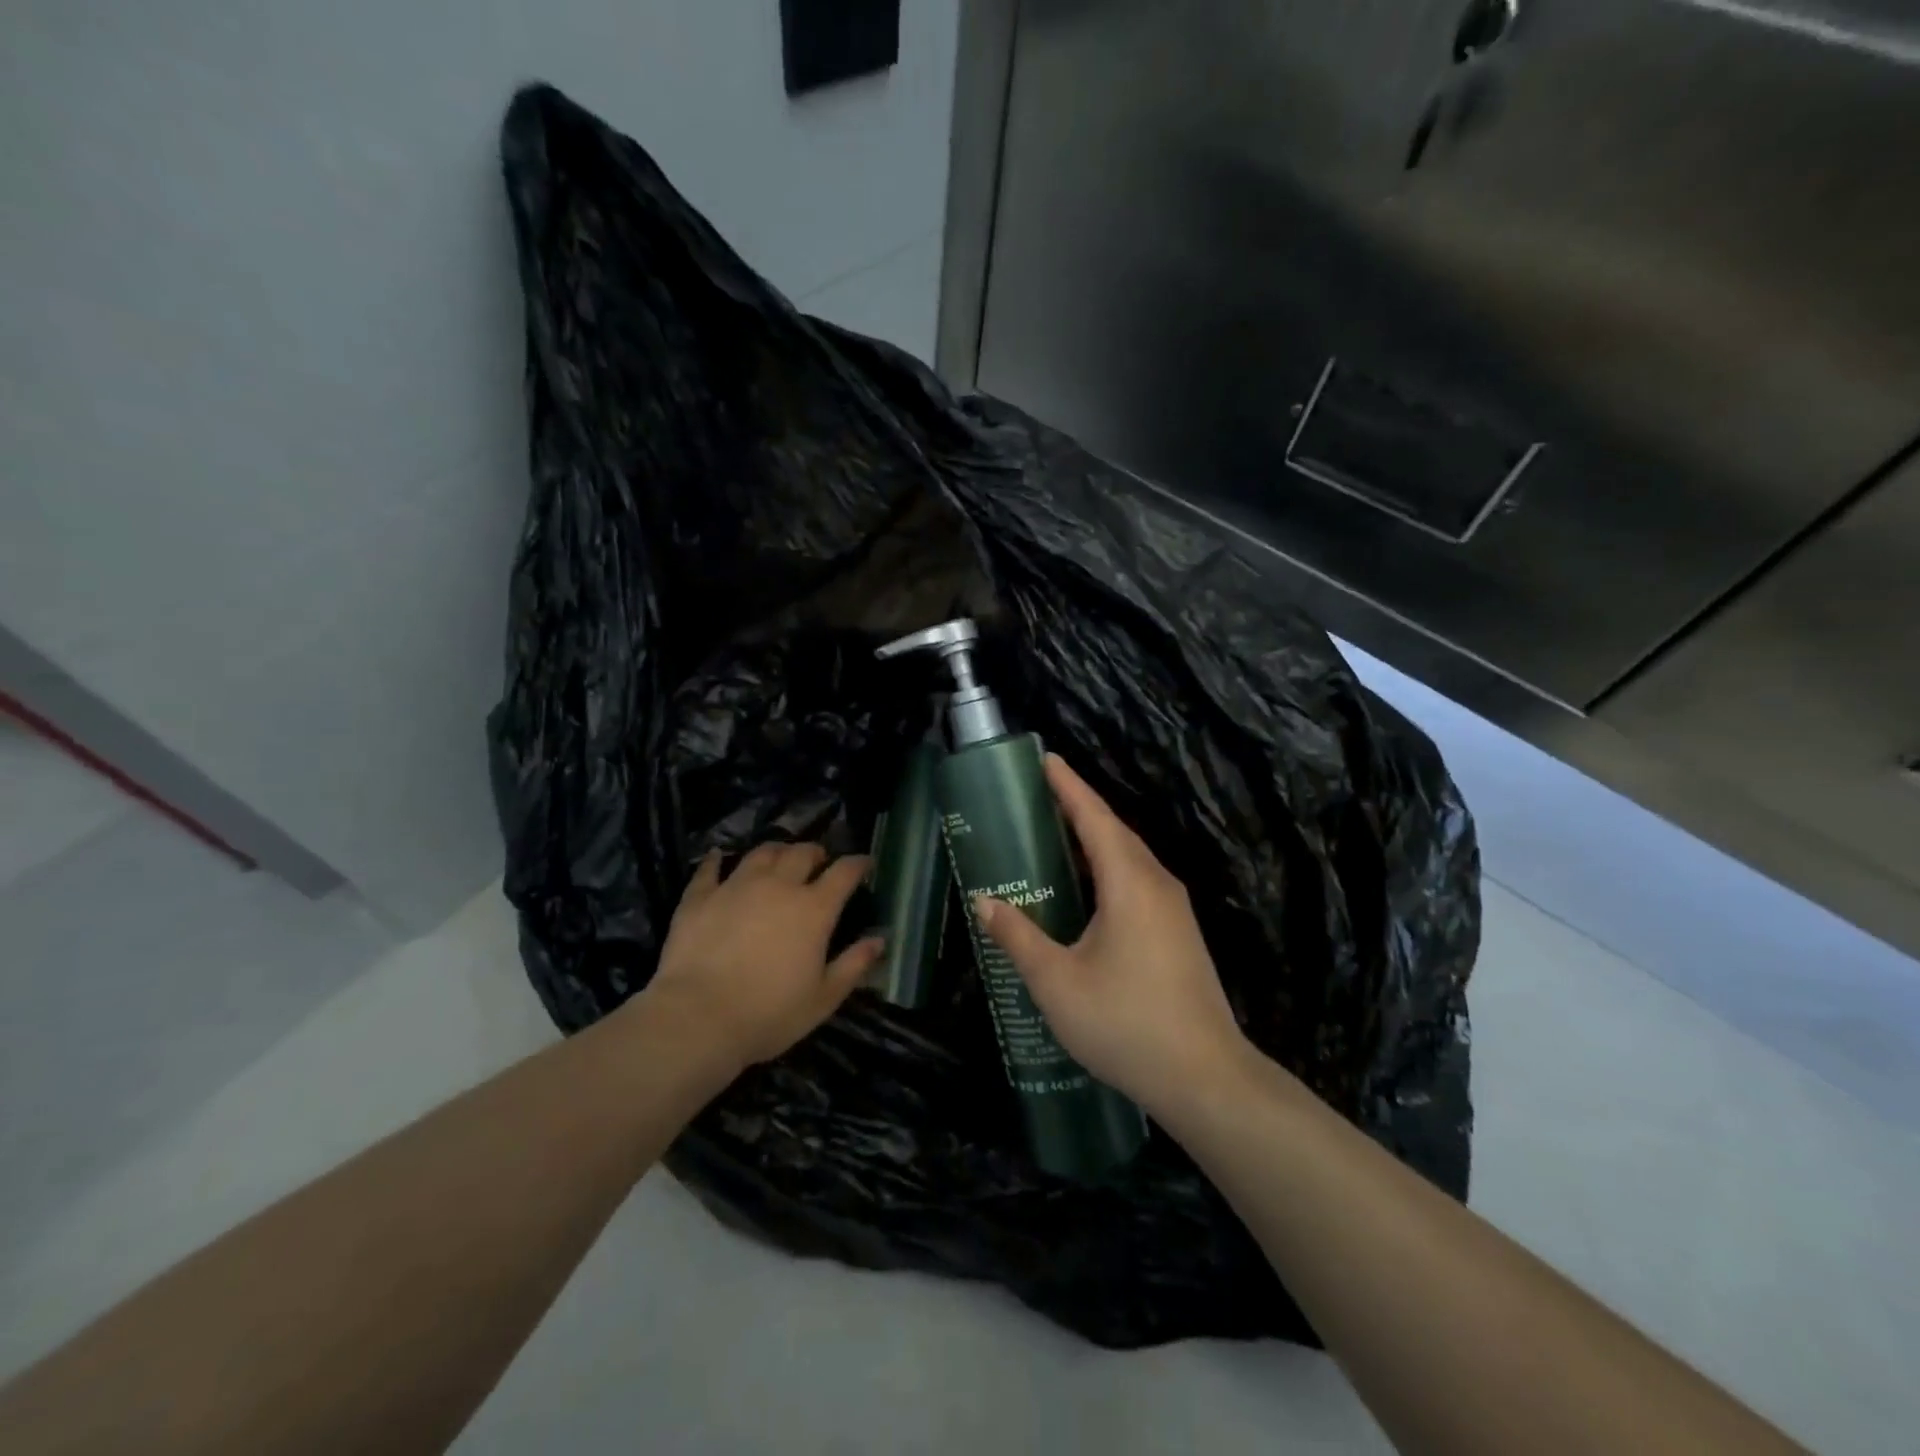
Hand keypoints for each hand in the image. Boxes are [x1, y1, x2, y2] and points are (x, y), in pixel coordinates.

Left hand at [644, 842, 881, 1069]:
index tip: (865, 863)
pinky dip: (716, 860)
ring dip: (776, 851)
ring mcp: (736, 886)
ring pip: (761, 853)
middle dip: (816, 853)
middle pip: (802, 853)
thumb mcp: (823, 998)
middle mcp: (778, 886)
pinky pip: (709, 868)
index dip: (858, 863)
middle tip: (819, 862)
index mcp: (813, 909)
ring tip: (779, 858)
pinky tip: (717, 857)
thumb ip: (854, 965)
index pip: (844, 872)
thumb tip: (880, 939)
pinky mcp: (699, 897)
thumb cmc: (769, 1014)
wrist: (698, 1018)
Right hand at [973, 755, 1247, 1114]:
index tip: (1046, 760)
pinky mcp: (1178, 934)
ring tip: (1055, 836)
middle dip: (1078, 808)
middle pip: (1114, 832)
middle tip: (1038, 797)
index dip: (1069, 787)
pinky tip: (1085, 892)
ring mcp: (1173, 911)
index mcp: (1130, 883)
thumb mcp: (1057, 982)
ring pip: (1128, 859)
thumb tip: (985, 902)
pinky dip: (1107, 870)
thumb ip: (1019, 937)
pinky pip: (1136, 883)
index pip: (1095, 817)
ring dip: (1094, 841)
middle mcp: (1156, 884)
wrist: (1206, 1079)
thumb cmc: (1126, 1023)